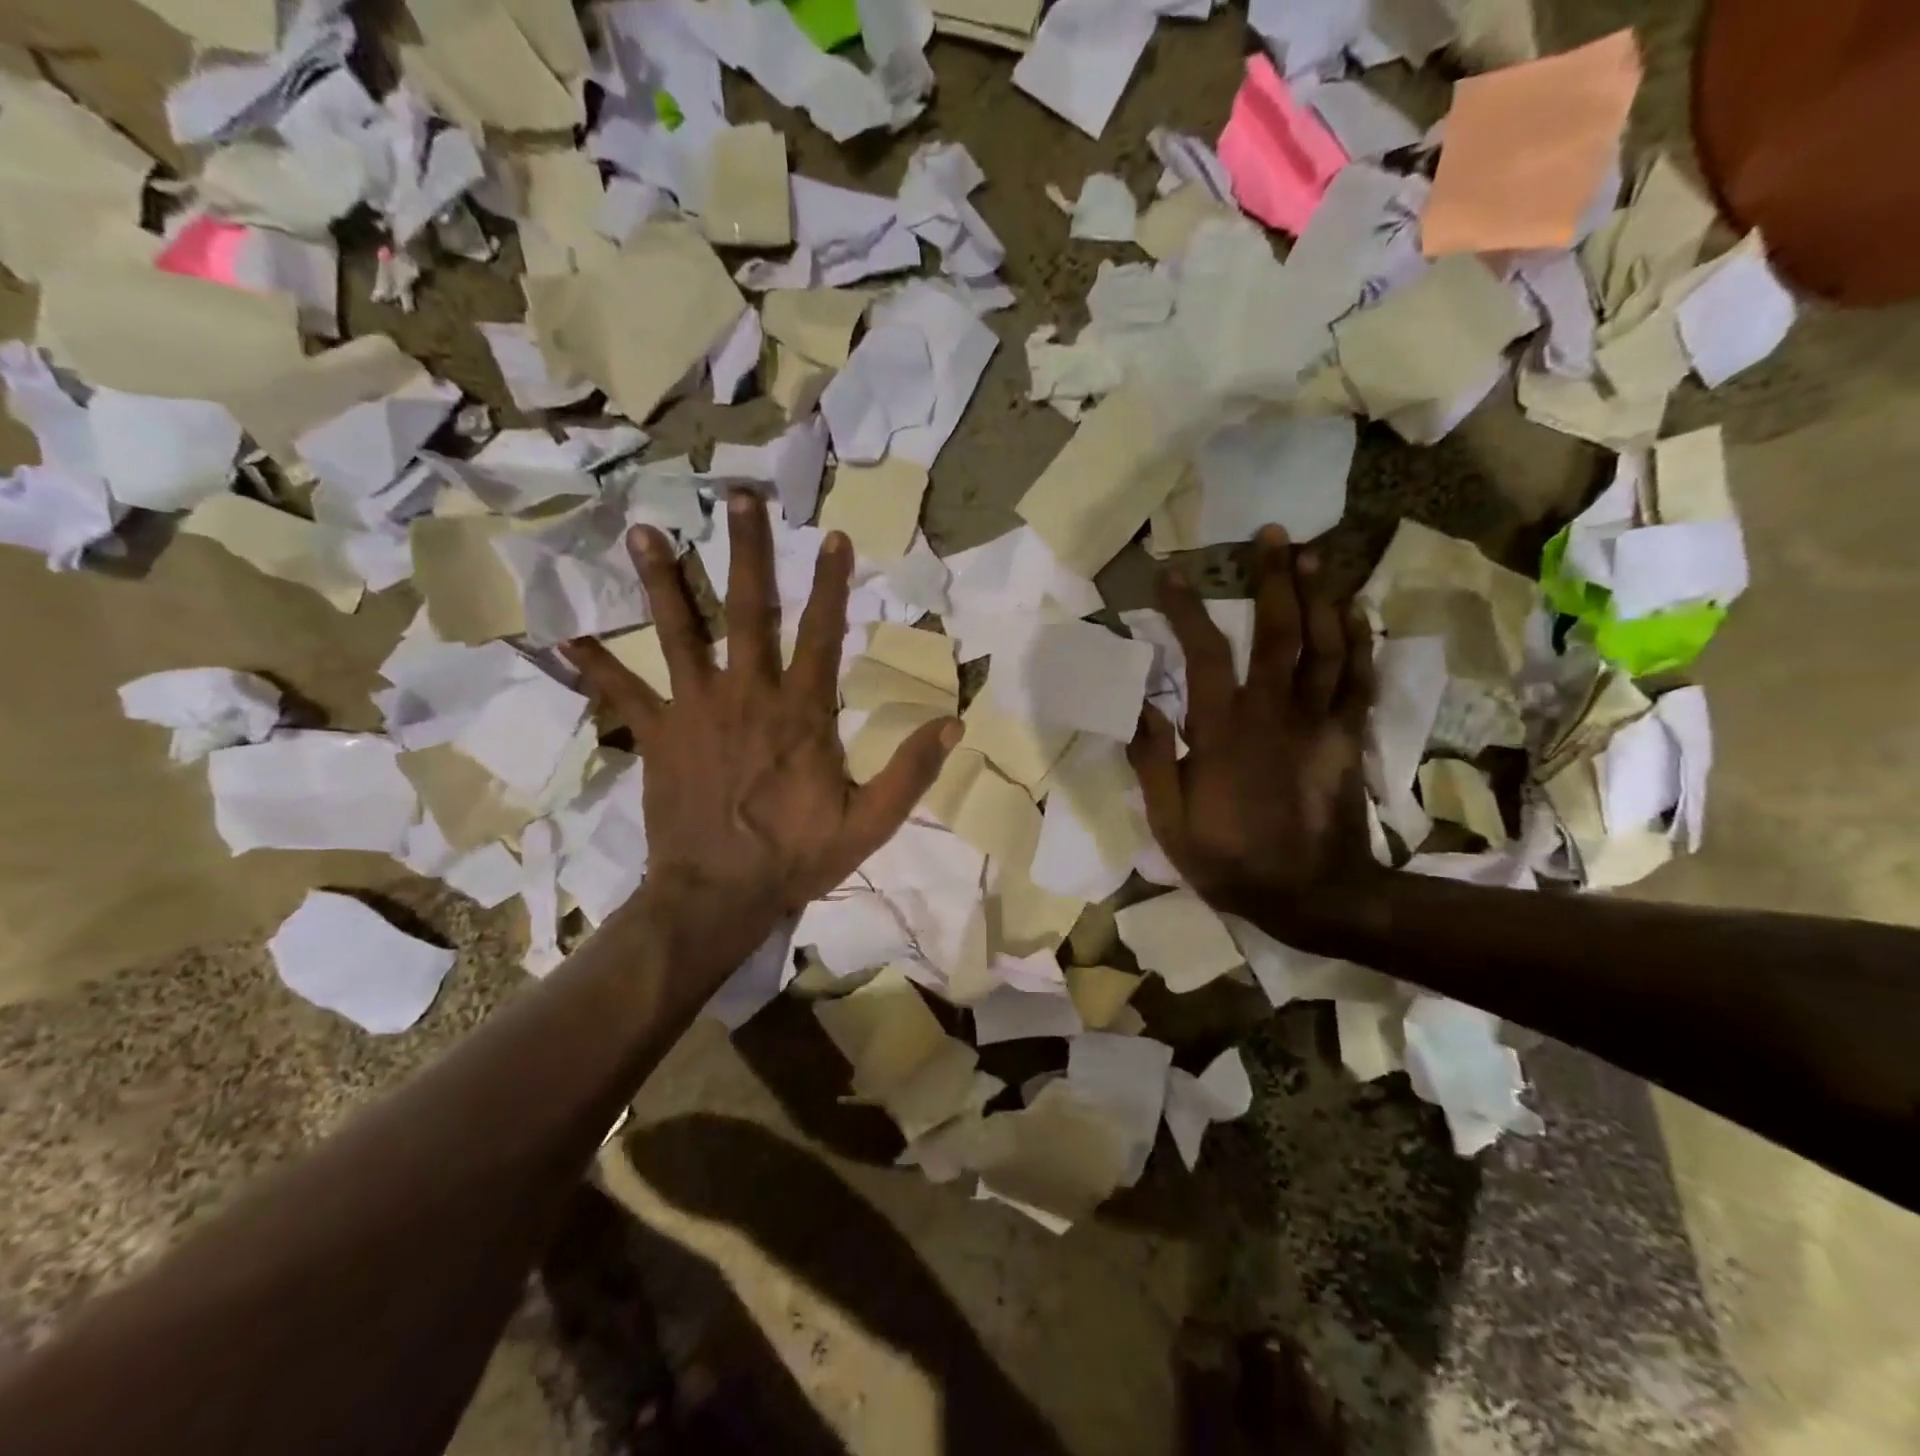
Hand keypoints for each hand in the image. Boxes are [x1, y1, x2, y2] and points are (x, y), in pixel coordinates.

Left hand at [566, 492, 959, 950]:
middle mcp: (747, 695)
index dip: (832, 585)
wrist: (718, 896)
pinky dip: (594, 664)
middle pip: (750, 611)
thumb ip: (911, 771)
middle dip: (747, 552)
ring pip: (679, 634)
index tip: (834, 536)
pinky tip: (563, 634)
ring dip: (663, 582)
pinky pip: (622, 693)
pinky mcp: (657, 735)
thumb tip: (954, 724)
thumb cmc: (796, 857)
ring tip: (642, 531)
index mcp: (801, 713)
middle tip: (738, 497)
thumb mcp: (870, 822)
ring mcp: (695, 710)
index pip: (823, 634)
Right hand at [1128, 526, 1381, 929]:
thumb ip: (1154, 762)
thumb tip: (1139, 706)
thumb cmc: (1232, 861)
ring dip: (1321, 595)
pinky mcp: (1347, 736)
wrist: (1314, 896)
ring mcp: (1319, 722)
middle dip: (1275, 578)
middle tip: (1273, 534)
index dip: (1187, 611)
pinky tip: (1354, 610)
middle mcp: (1274, 713)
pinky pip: (1358, 678)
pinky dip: (1360, 640)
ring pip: (1326, 645)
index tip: (1171, 575)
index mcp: (1224, 733)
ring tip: (1315, 555)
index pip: (1204, 656)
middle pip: (1280, 632)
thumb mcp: (1171, 824)